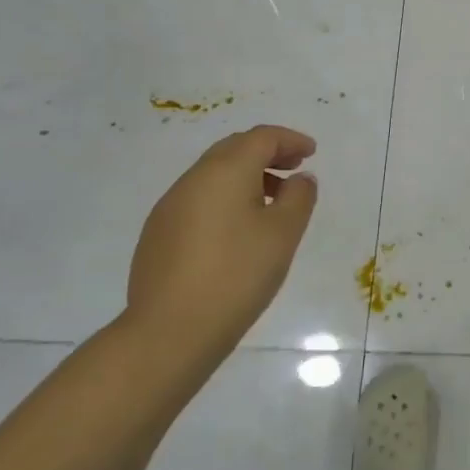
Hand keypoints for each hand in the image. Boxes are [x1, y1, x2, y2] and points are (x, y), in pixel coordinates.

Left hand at [124, 126, 318, 372]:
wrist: (168, 332)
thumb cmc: (236, 275)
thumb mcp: (283, 234)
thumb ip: (299, 197)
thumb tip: (300, 179)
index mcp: (226, 170)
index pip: (262, 137)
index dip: (291, 140)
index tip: (311, 153)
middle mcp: (193, 179)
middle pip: (234, 149)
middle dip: (267, 153)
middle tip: (294, 169)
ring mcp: (169, 206)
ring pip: (214, 174)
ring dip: (246, 177)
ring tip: (270, 203)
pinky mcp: (157, 234)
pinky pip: (198, 199)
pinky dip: (224, 198)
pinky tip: (236, 230)